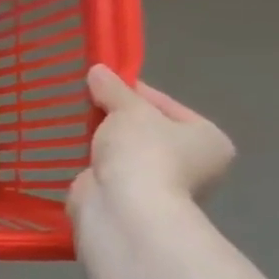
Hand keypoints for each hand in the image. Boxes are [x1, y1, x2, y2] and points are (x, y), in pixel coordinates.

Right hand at [68, 65, 234, 220]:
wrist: (123, 208)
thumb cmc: (144, 153)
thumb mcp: (129, 110)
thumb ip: (114, 89)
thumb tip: (98, 69)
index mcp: (208, 140)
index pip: (166, 105)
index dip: (132, 91)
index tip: (101, 82)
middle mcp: (191, 165)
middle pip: (145, 129)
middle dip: (114, 116)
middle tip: (85, 101)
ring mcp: (158, 185)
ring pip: (124, 151)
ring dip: (101, 139)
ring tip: (73, 121)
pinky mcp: (127, 200)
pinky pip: (106, 170)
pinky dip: (91, 160)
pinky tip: (70, 147)